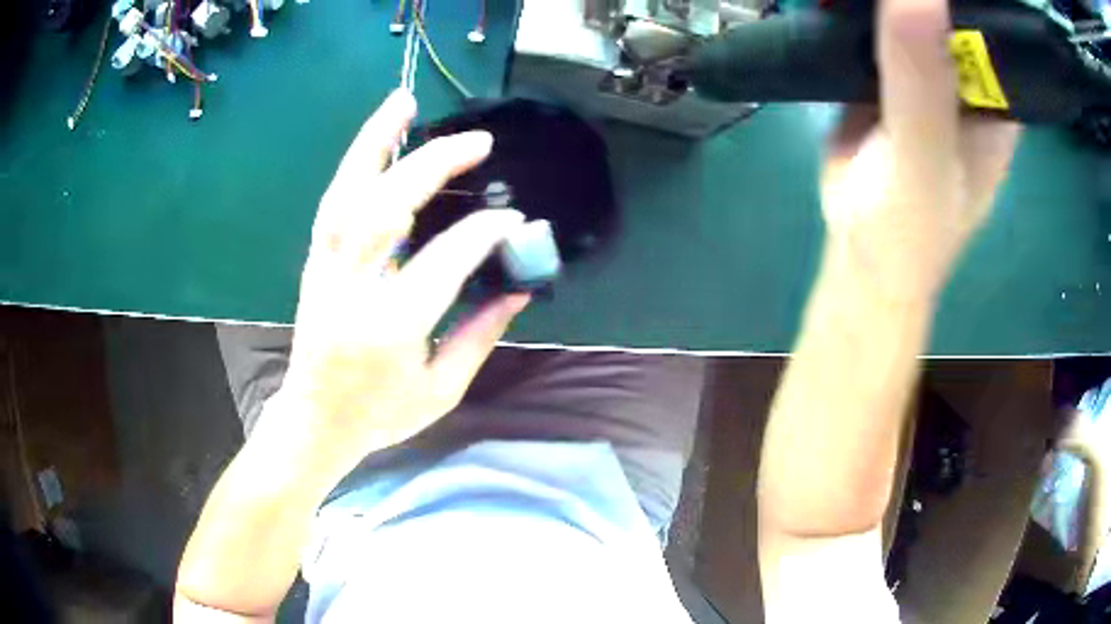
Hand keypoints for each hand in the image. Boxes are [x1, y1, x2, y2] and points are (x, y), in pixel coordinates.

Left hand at [262, 89, 528, 468]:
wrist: (317, 420)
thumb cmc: (380, 414)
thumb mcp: (441, 389)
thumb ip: (480, 335)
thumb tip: (517, 288)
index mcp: (391, 327)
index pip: (444, 260)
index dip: (483, 233)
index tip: (512, 219)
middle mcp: (353, 289)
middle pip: (388, 207)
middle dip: (435, 166)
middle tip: (477, 142)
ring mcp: (326, 270)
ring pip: (347, 192)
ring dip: (376, 142)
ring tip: (403, 102)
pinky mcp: (316, 263)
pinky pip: (334, 203)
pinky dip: (355, 165)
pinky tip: (376, 141)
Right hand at [819, 0, 1020, 302]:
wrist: (859, 253)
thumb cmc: (909, 227)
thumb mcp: (924, 158)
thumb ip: (922, 81)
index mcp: (995, 97)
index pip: (987, 26)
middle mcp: (964, 77)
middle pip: (944, 9)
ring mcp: (923, 71)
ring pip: (904, 11)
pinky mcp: (882, 71)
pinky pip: (868, 25)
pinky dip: (847, 6)